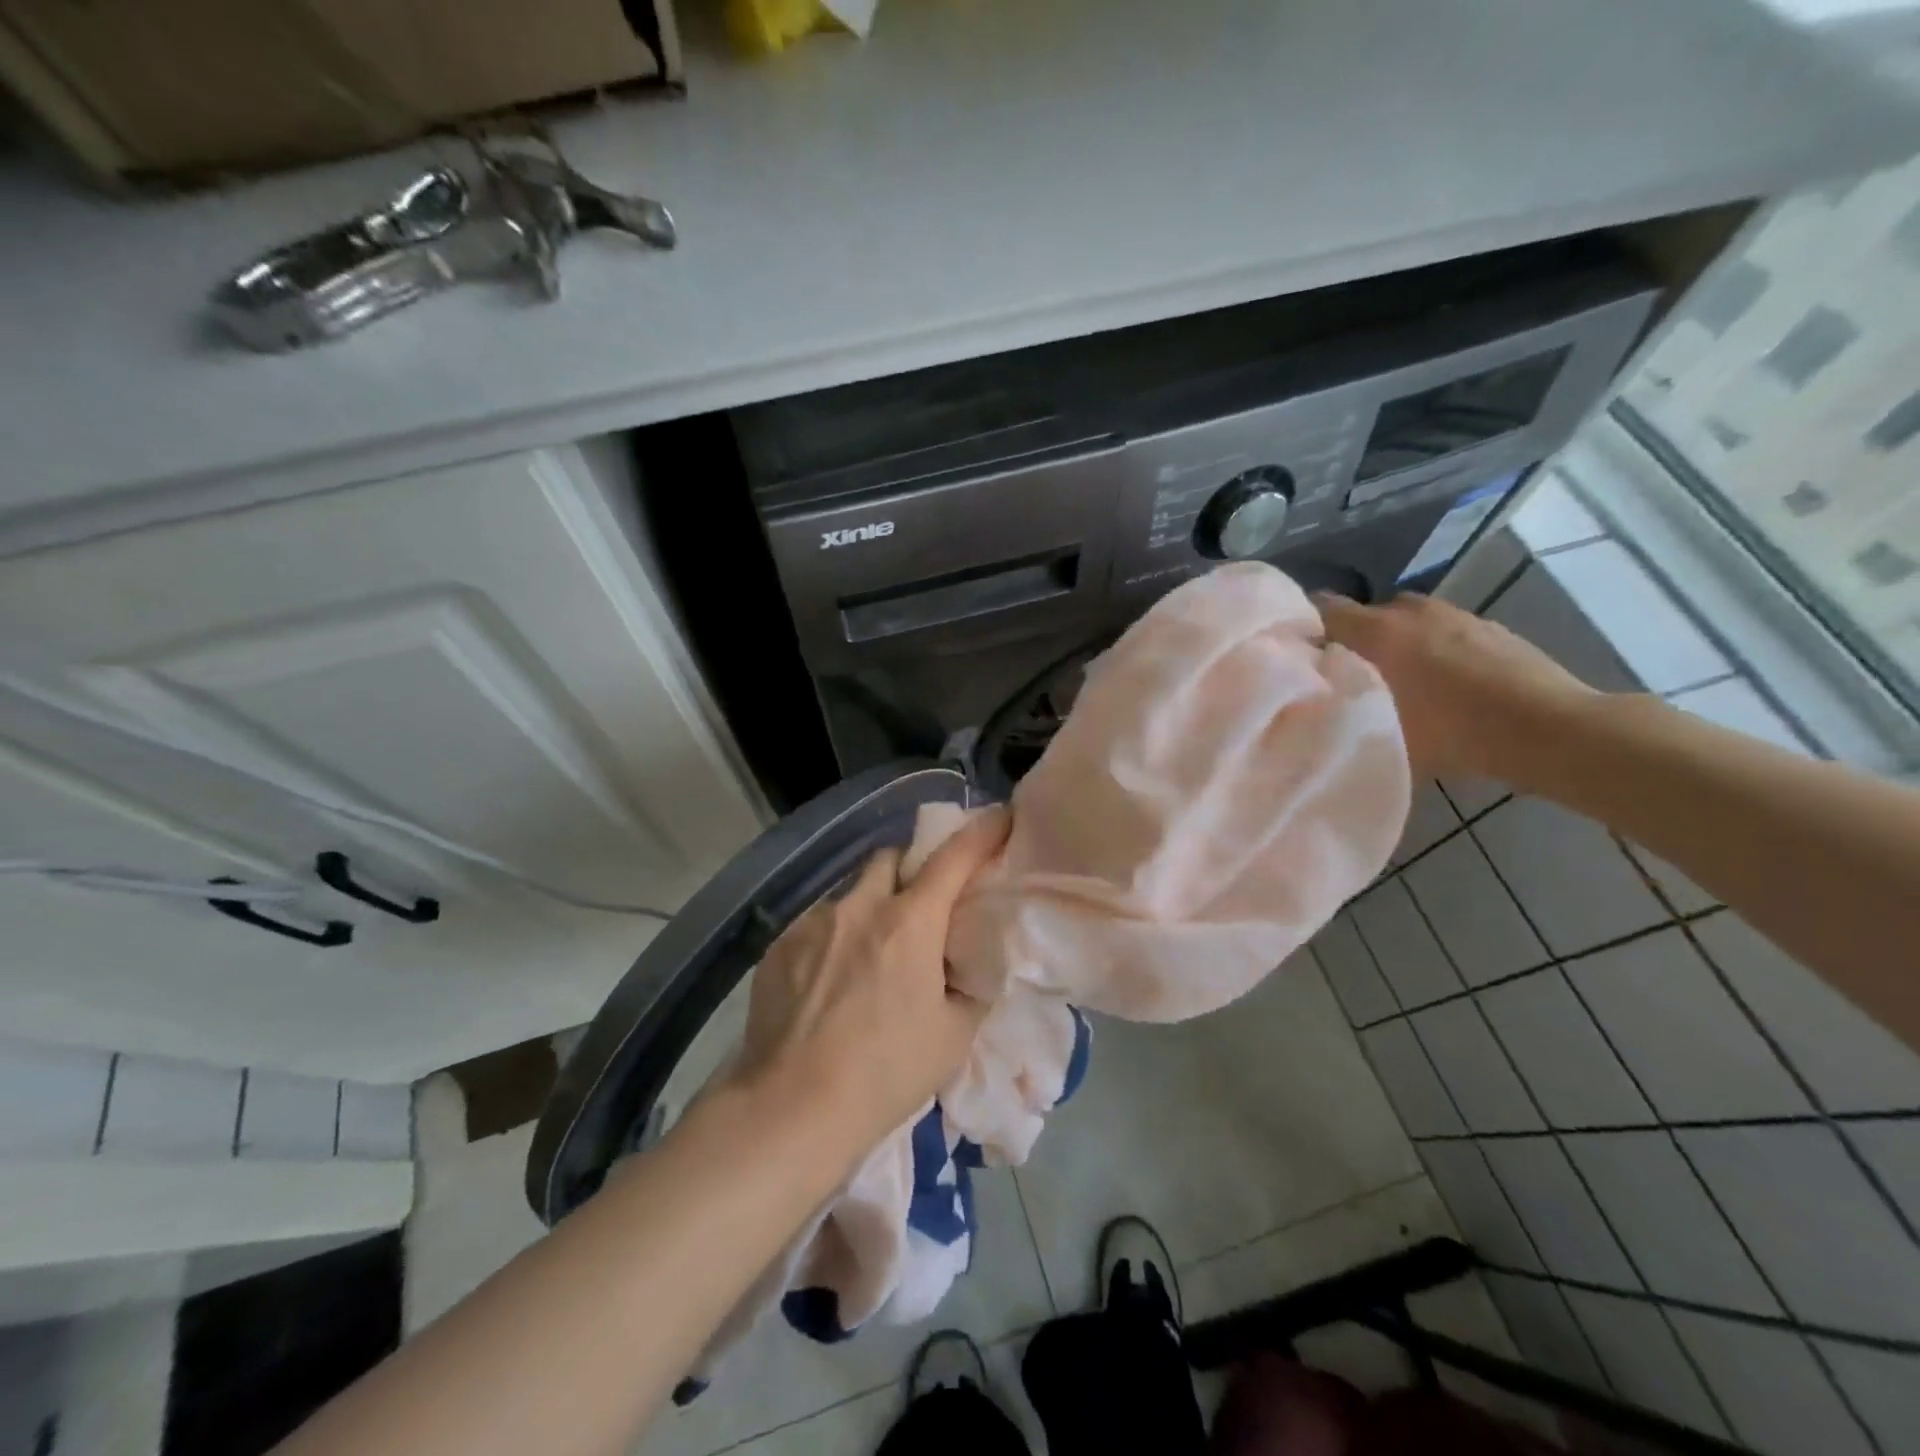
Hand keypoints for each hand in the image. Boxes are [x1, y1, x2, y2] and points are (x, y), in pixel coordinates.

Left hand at [734, 809, 1011, 1151]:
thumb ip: (972, 986)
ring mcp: (813, 922)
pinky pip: (816, 923)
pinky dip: (832, 938)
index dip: (981, 833)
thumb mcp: (953, 1036)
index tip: (1000, 817)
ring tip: (864, 959)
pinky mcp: (779, 944)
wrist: (791, 1109)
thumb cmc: (885, 1073)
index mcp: (909, 923)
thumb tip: (971, 961)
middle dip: (909, 872)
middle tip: (917, 910)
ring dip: (866, 910)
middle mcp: (859, 907)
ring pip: (849, 894)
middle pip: (890, 858)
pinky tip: (826, 983)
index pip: (954, 858)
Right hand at [1315, 592, 1596, 780]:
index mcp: (1377, 631)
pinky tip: (1439, 685)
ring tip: (1395, 682)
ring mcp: (1452, 613)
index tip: (1294, 655)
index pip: (1321, 609)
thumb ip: (1343, 714)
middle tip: (1345, 678)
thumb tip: (1317, 712)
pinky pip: (1438, 631)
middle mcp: (1409, 610)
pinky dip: (1429, 649)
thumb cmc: (1454, 735)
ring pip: (1403, 622)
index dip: (1302, 628)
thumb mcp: (1382, 735)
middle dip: (1350, 641)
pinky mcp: (1486, 625)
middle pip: (1362, 615)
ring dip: (1393, 644)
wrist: (1550, 729)